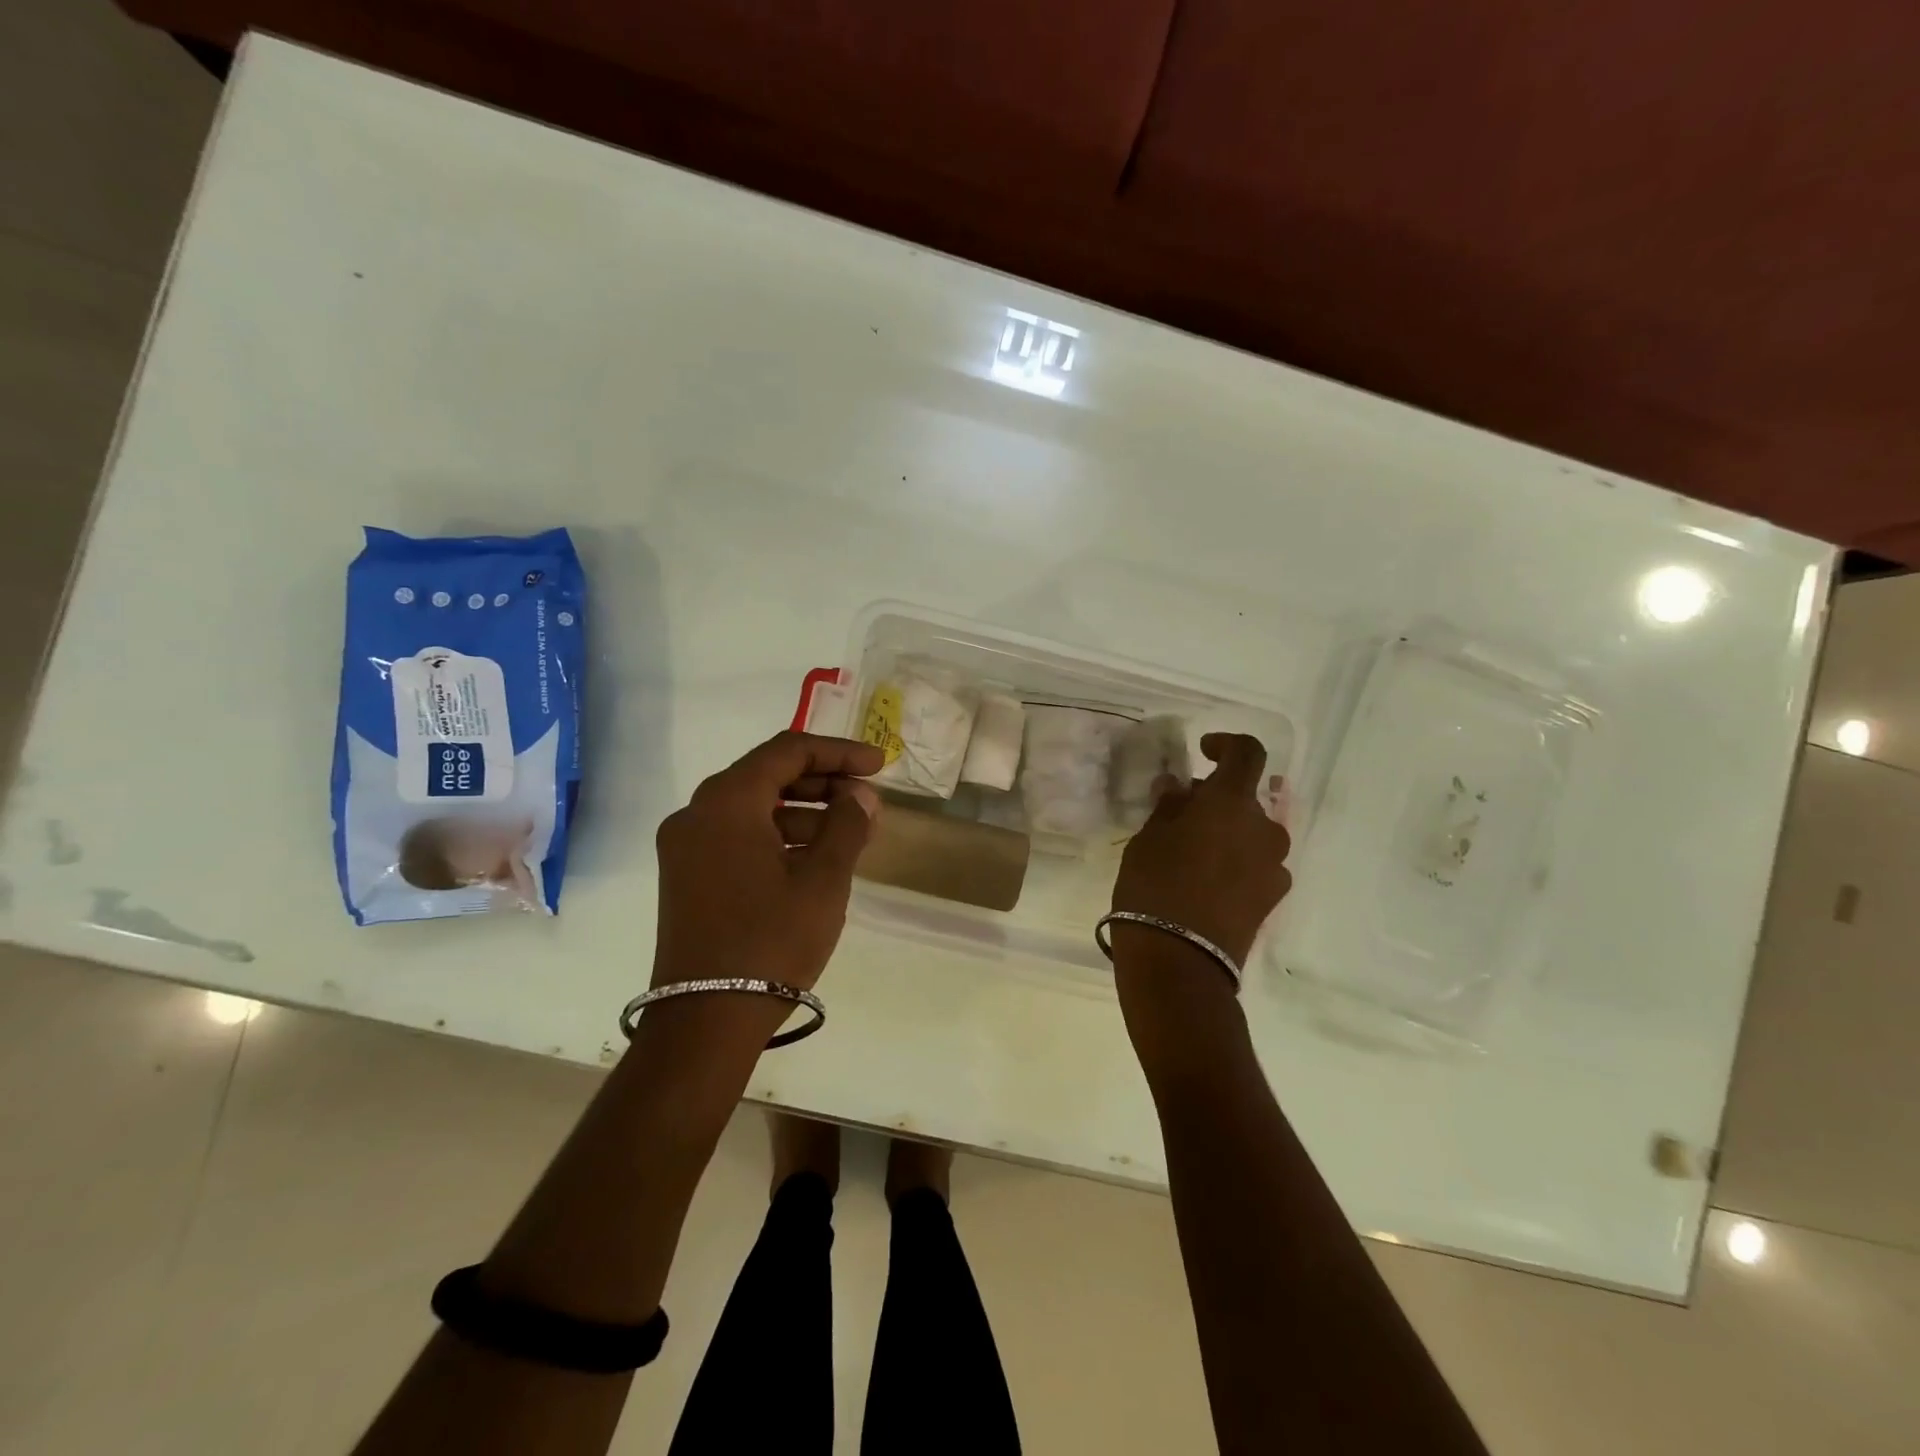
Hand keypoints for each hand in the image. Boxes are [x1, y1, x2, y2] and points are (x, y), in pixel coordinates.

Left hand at [653, 731, 881, 991]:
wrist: (705, 1022)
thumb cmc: (771, 940)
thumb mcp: (823, 880)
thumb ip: (847, 825)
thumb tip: (860, 796)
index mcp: (726, 801)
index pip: (788, 751)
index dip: (839, 752)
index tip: (879, 765)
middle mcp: (697, 813)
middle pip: (768, 776)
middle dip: (823, 783)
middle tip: (867, 801)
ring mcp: (685, 848)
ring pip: (754, 809)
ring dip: (804, 814)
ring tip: (850, 836)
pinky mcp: (686, 878)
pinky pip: (738, 838)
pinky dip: (778, 838)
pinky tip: (814, 861)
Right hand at [1111, 733, 1291, 966]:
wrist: (1180, 962)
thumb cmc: (1155, 887)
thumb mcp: (1148, 839)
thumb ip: (1169, 807)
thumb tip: (1179, 788)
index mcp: (1232, 804)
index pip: (1247, 753)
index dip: (1226, 745)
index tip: (1202, 752)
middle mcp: (1264, 829)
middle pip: (1246, 798)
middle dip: (1216, 799)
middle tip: (1180, 814)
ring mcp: (1274, 867)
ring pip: (1251, 833)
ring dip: (1227, 831)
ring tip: (1191, 852)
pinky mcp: (1273, 899)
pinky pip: (1256, 863)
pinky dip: (1236, 860)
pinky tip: (1205, 881)